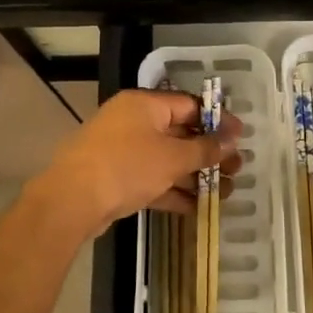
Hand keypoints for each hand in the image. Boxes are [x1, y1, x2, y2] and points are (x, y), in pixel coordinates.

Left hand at [29, 89, 241, 238]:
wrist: (71, 201)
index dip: (217, 121)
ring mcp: (122, 151)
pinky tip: (197, 207)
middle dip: (209, 153)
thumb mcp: (173, 157)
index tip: (240, 138)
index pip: (189, 105)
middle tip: (236, 170)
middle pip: (180, 133)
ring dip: (194, 175)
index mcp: (145, 105)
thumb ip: (205, 148)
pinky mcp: (116, 178)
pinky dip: (173, 190)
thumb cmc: (127, 167)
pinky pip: (152, 179)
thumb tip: (232, 138)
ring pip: (167, 159)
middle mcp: (133, 122)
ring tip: (224, 193)